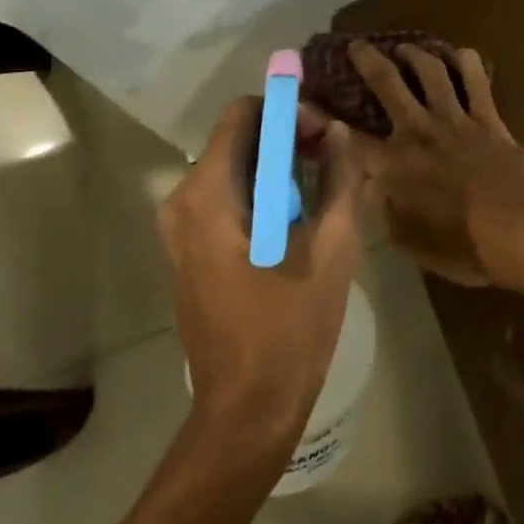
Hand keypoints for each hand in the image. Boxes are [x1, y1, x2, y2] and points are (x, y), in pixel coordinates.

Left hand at [160, 97, 360, 454]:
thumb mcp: (332, 248)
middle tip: (334, 157)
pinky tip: (302, 212)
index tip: (326, 134)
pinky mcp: (191, 249)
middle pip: (239, 138)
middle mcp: (184, 201)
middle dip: (289, 136)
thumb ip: (340, 178)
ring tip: (326, 181)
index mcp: (209, 194)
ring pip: (236, 166)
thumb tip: (340, 131)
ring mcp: (182, 227)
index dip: (288, 111)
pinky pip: (228, 195)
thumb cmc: (289, 328)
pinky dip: (264, 188)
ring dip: (280, 163)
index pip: (245, 114)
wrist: (247, 412)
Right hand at [345, 41, 523, 288]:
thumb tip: (375, 195)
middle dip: (368, 61)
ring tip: (405, 47)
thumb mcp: (414, 246)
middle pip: (388, 85)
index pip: (349, 140)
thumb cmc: (467, 248)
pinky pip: (476, 80)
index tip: (304, 99)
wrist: (523, 233)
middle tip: (357, 46)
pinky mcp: (489, 118)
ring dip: (416, 54)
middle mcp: (420, 133)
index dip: (322, 119)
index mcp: (396, 167)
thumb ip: (389, 216)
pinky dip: (466, 61)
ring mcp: (456, 120)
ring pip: (431, 72)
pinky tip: (460, 53)